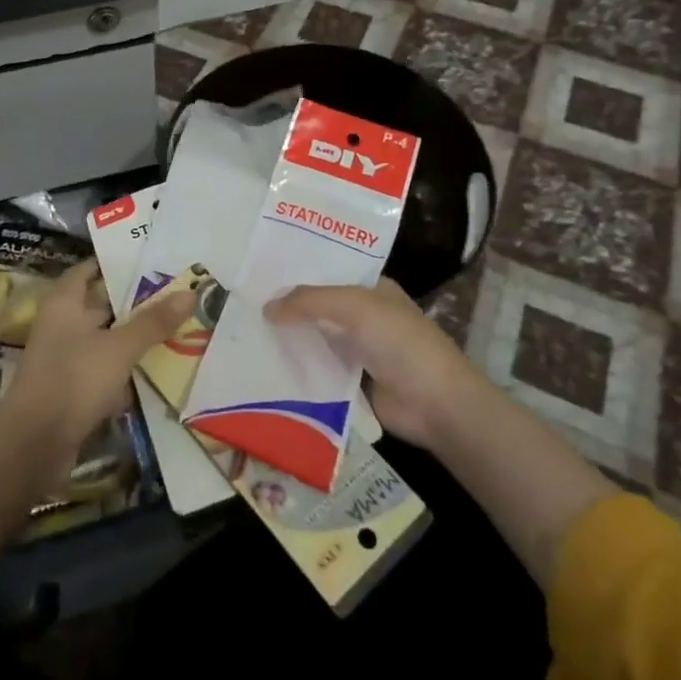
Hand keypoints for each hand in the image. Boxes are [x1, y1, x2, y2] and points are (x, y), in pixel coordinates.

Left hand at [1, 260, 193, 458]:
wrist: (33, 446)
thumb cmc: (73, 380)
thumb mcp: (119, 347)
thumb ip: (153, 322)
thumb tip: (190, 292)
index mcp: (64, 304)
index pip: (86, 271)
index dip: (111, 263)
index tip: (145, 259)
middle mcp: (61, 327)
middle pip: (98, 306)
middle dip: (131, 302)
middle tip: (171, 293)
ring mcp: (64, 361)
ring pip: (104, 341)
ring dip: (131, 338)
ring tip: (172, 327)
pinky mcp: (71, 392)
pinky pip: (103, 372)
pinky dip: (124, 371)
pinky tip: (153, 371)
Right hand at [265, 278, 479, 449]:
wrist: (435, 404)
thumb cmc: (399, 342)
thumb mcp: (354, 307)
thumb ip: (309, 302)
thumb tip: (266, 308)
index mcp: (372, 290)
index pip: (328, 275)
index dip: (298, 275)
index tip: (259, 276)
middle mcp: (364, 317)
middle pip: (319, 309)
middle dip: (288, 309)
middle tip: (245, 308)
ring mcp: (359, 351)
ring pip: (316, 341)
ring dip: (290, 341)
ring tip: (246, 336)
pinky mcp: (352, 384)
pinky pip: (318, 372)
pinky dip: (298, 370)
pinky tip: (266, 368)